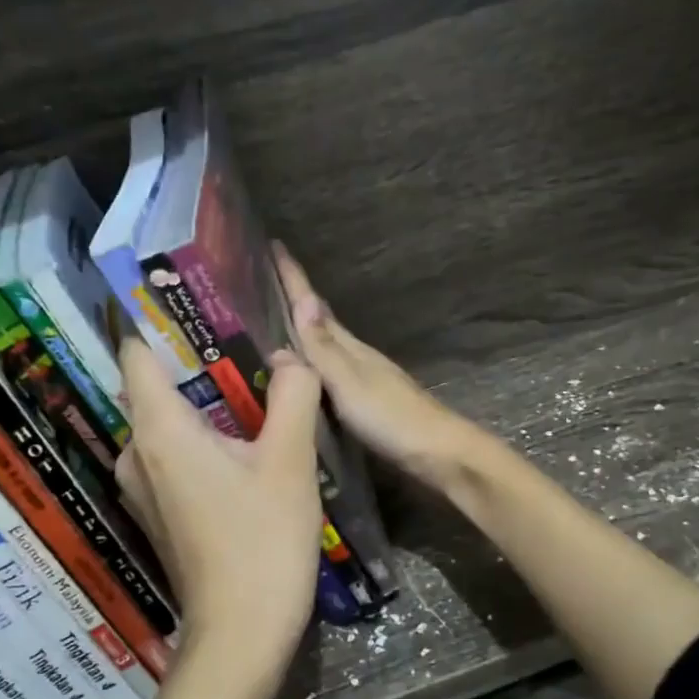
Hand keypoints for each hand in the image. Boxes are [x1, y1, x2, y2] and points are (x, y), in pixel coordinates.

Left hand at [115, 336, 324, 690]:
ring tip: (254, 386)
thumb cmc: (263, 541)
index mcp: (159, 429)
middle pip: (155, 386)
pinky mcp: (158, 511)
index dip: (159, 319)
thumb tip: (290, 357)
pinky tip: (245, 441)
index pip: (137, 351)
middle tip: (247, 340)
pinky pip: (173, 454)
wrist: (241, 633)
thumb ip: (293, 394)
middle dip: (197, 361)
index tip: (193, 297)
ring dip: (204, 403)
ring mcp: (142, 486)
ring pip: (168, 422)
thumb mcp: (290, 460)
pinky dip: (202, 437)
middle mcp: (136, 451)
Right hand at [273, 243, 488, 490]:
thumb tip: (302, 301)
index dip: (293, 278)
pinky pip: (330, 372)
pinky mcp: (365, 402)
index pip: (314, 305)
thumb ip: (324, 348)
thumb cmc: (391, 417)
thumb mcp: (350, 382)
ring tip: (272, 324)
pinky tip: (304, 373)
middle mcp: (355, 356)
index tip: (271, 245)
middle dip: (293, 299)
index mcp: (349, 347)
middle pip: (320, 321)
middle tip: (261, 281)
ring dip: (301, 331)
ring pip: (325, 346)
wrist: (437, 453)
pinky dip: (312, 363)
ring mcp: (363, 378)